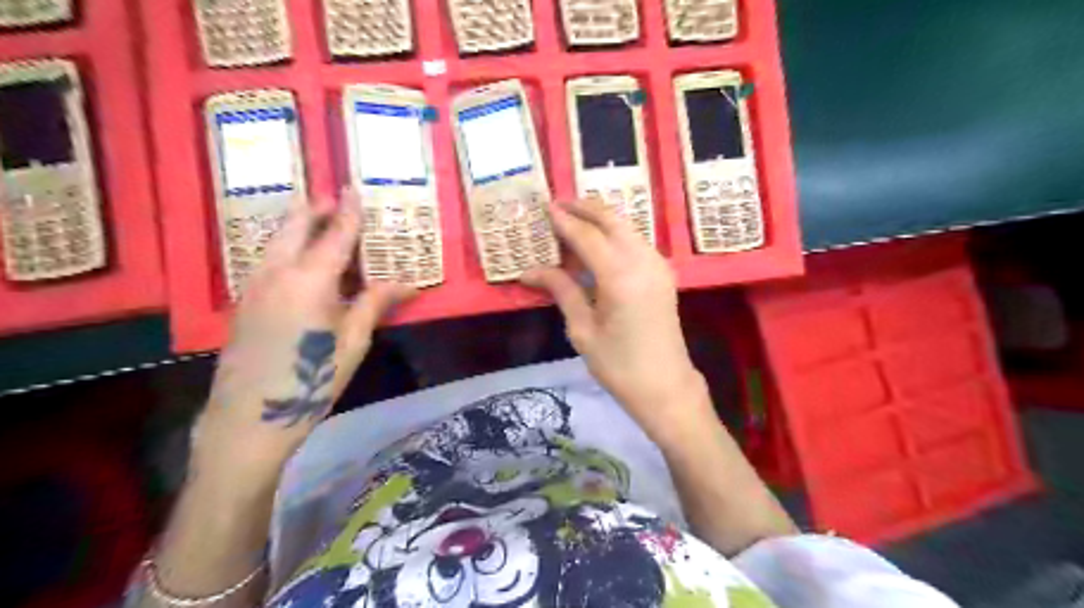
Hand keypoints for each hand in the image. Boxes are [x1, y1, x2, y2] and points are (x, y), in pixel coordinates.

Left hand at [190, 190, 415, 497]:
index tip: (354, 188)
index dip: (348, 211)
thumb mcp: (353, 341)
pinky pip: (268, 259)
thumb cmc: (313, 379)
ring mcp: (255, 284)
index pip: (335, 234)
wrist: (251, 416)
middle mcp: (278, 271)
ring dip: (298, 226)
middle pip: (295, 226)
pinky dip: (287, 247)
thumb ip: (375, 303)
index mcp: (311, 279)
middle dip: (316, 208)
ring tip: (318, 223)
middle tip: (334, 199)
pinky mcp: (245, 300)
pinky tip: (301, 261)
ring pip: (277, 240)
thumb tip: (410, 284)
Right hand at [521, 199, 708, 441]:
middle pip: (612, 220)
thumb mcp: (582, 330)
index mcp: (620, 277)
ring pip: (627, 227)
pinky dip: (614, 234)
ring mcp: (658, 265)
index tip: (545, 209)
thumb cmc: (618, 365)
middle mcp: (643, 261)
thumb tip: (530, 271)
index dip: (565, 221)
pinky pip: (636, 241)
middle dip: (584, 209)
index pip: (588, 236)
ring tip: (573, 221)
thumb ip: (561, 290)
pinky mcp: (663, 273)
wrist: (665, 386)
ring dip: (600, 219)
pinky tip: (597, 243)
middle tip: (558, 205)